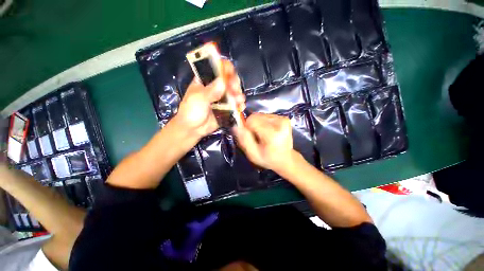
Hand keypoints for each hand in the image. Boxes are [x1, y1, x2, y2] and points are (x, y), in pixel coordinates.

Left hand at [175, 59, 244, 139]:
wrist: (192, 129)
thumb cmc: (191, 111)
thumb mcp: (198, 99)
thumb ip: (210, 91)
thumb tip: (223, 82)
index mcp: (205, 81)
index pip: (216, 69)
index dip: (224, 67)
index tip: (230, 71)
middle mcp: (215, 88)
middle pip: (228, 80)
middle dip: (234, 83)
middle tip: (235, 89)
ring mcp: (222, 99)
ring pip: (234, 92)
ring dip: (238, 94)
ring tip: (239, 100)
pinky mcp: (226, 108)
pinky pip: (235, 105)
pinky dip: (239, 105)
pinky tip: (241, 107)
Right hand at [234, 113, 296, 173]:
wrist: (286, 159)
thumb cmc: (268, 159)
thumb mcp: (253, 154)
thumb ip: (244, 140)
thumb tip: (235, 126)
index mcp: (272, 134)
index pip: (252, 120)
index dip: (247, 127)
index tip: (249, 136)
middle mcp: (280, 123)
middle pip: (256, 116)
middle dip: (252, 125)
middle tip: (256, 136)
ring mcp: (283, 119)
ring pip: (260, 115)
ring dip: (258, 124)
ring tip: (262, 134)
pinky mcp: (284, 118)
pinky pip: (266, 116)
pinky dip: (264, 123)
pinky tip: (268, 132)